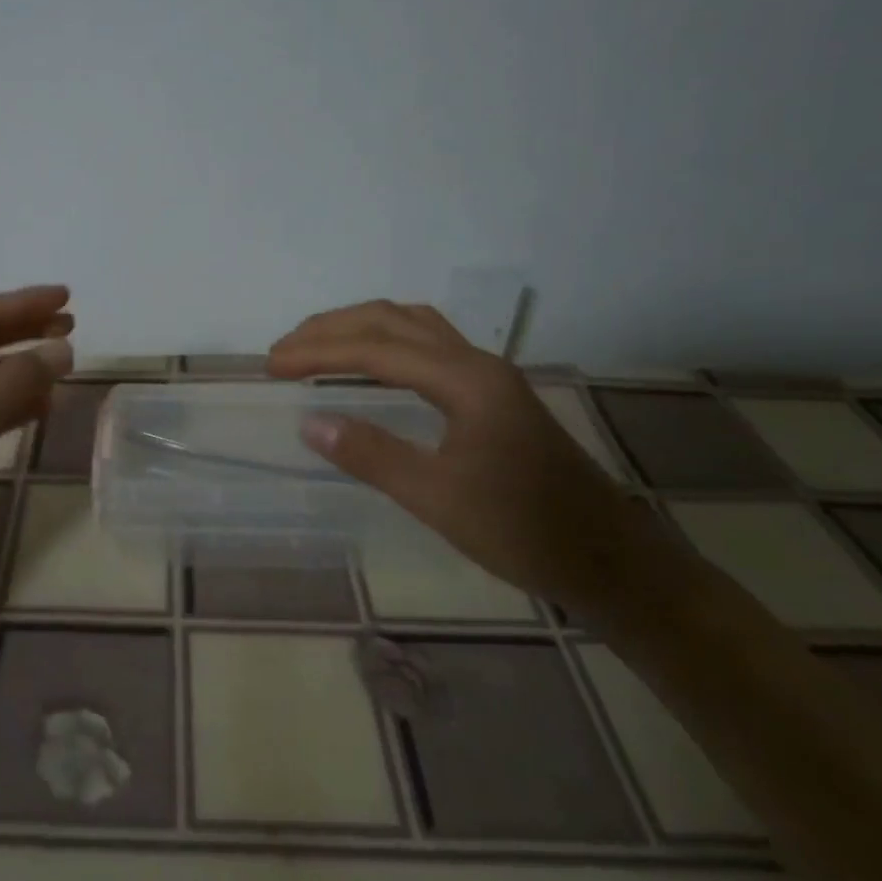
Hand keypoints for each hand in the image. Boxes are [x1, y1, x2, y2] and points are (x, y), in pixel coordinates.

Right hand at [267, 300, 680, 613]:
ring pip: (413, 327)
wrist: (610, 560)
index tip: (272, 365)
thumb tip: (309, 422)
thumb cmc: (524, 532)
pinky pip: (427, 346)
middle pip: (393, 321)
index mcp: (465, 380)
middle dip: (333, 329)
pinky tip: (372, 366)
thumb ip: (372, 455)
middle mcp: (477, 362)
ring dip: (360, 328)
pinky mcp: (492, 394)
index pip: (376, 349)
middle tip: (284, 351)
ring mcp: (488, 375)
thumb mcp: (439, 499)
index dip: (318, 352)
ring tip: (317, 348)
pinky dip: (386, 343)